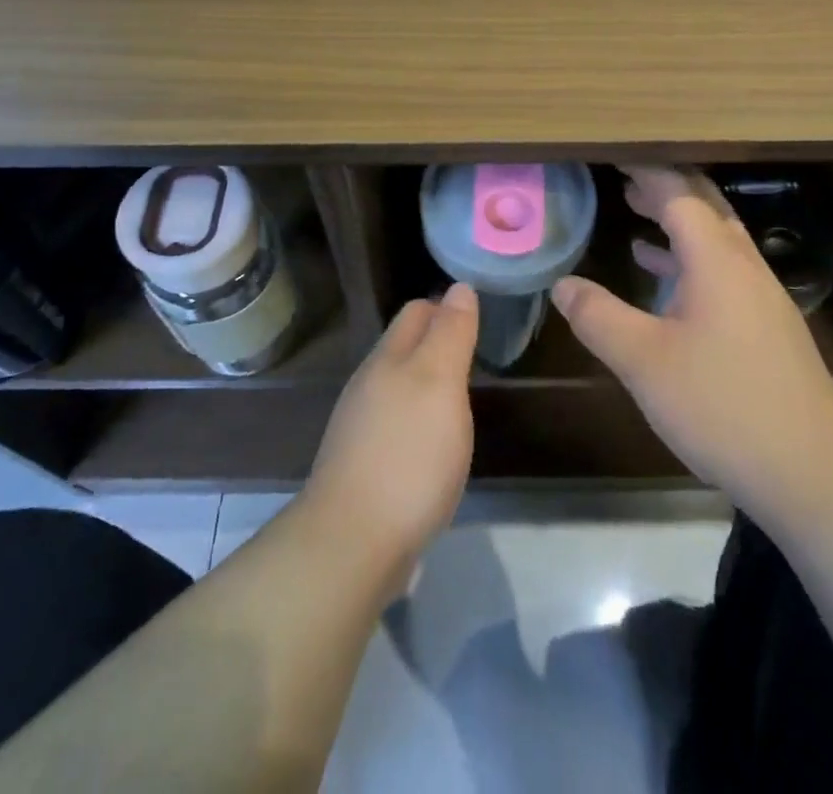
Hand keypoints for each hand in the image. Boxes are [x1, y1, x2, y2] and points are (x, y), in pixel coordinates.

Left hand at [302, 283, 478, 586]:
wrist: (353, 544)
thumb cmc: (408, 454)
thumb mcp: (440, 383)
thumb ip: (450, 333)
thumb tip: (459, 287)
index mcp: (388, 358)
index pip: (417, 311)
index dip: (447, 307)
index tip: (480, 317)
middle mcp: (369, 385)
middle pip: (405, 348)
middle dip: (437, 343)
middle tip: (477, 355)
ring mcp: (361, 428)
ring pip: (399, 388)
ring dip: (428, 386)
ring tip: (461, 399)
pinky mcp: (363, 468)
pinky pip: (396, 428)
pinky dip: (419, 424)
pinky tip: (435, 447)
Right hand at [551, 167, 832, 509]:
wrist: (814, 470)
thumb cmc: (723, 404)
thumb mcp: (644, 361)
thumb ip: (599, 317)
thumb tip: (562, 285)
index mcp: (717, 260)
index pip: (679, 195)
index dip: (645, 174)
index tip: (614, 158)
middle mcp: (743, 266)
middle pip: (704, 208)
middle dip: (663, 188)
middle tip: (623, 178)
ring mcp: (760, 297)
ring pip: (716, 240)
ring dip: (677, 223)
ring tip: (635, 212)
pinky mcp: (767, 327)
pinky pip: (722, 270)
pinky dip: (689, 259)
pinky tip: (664, 278)